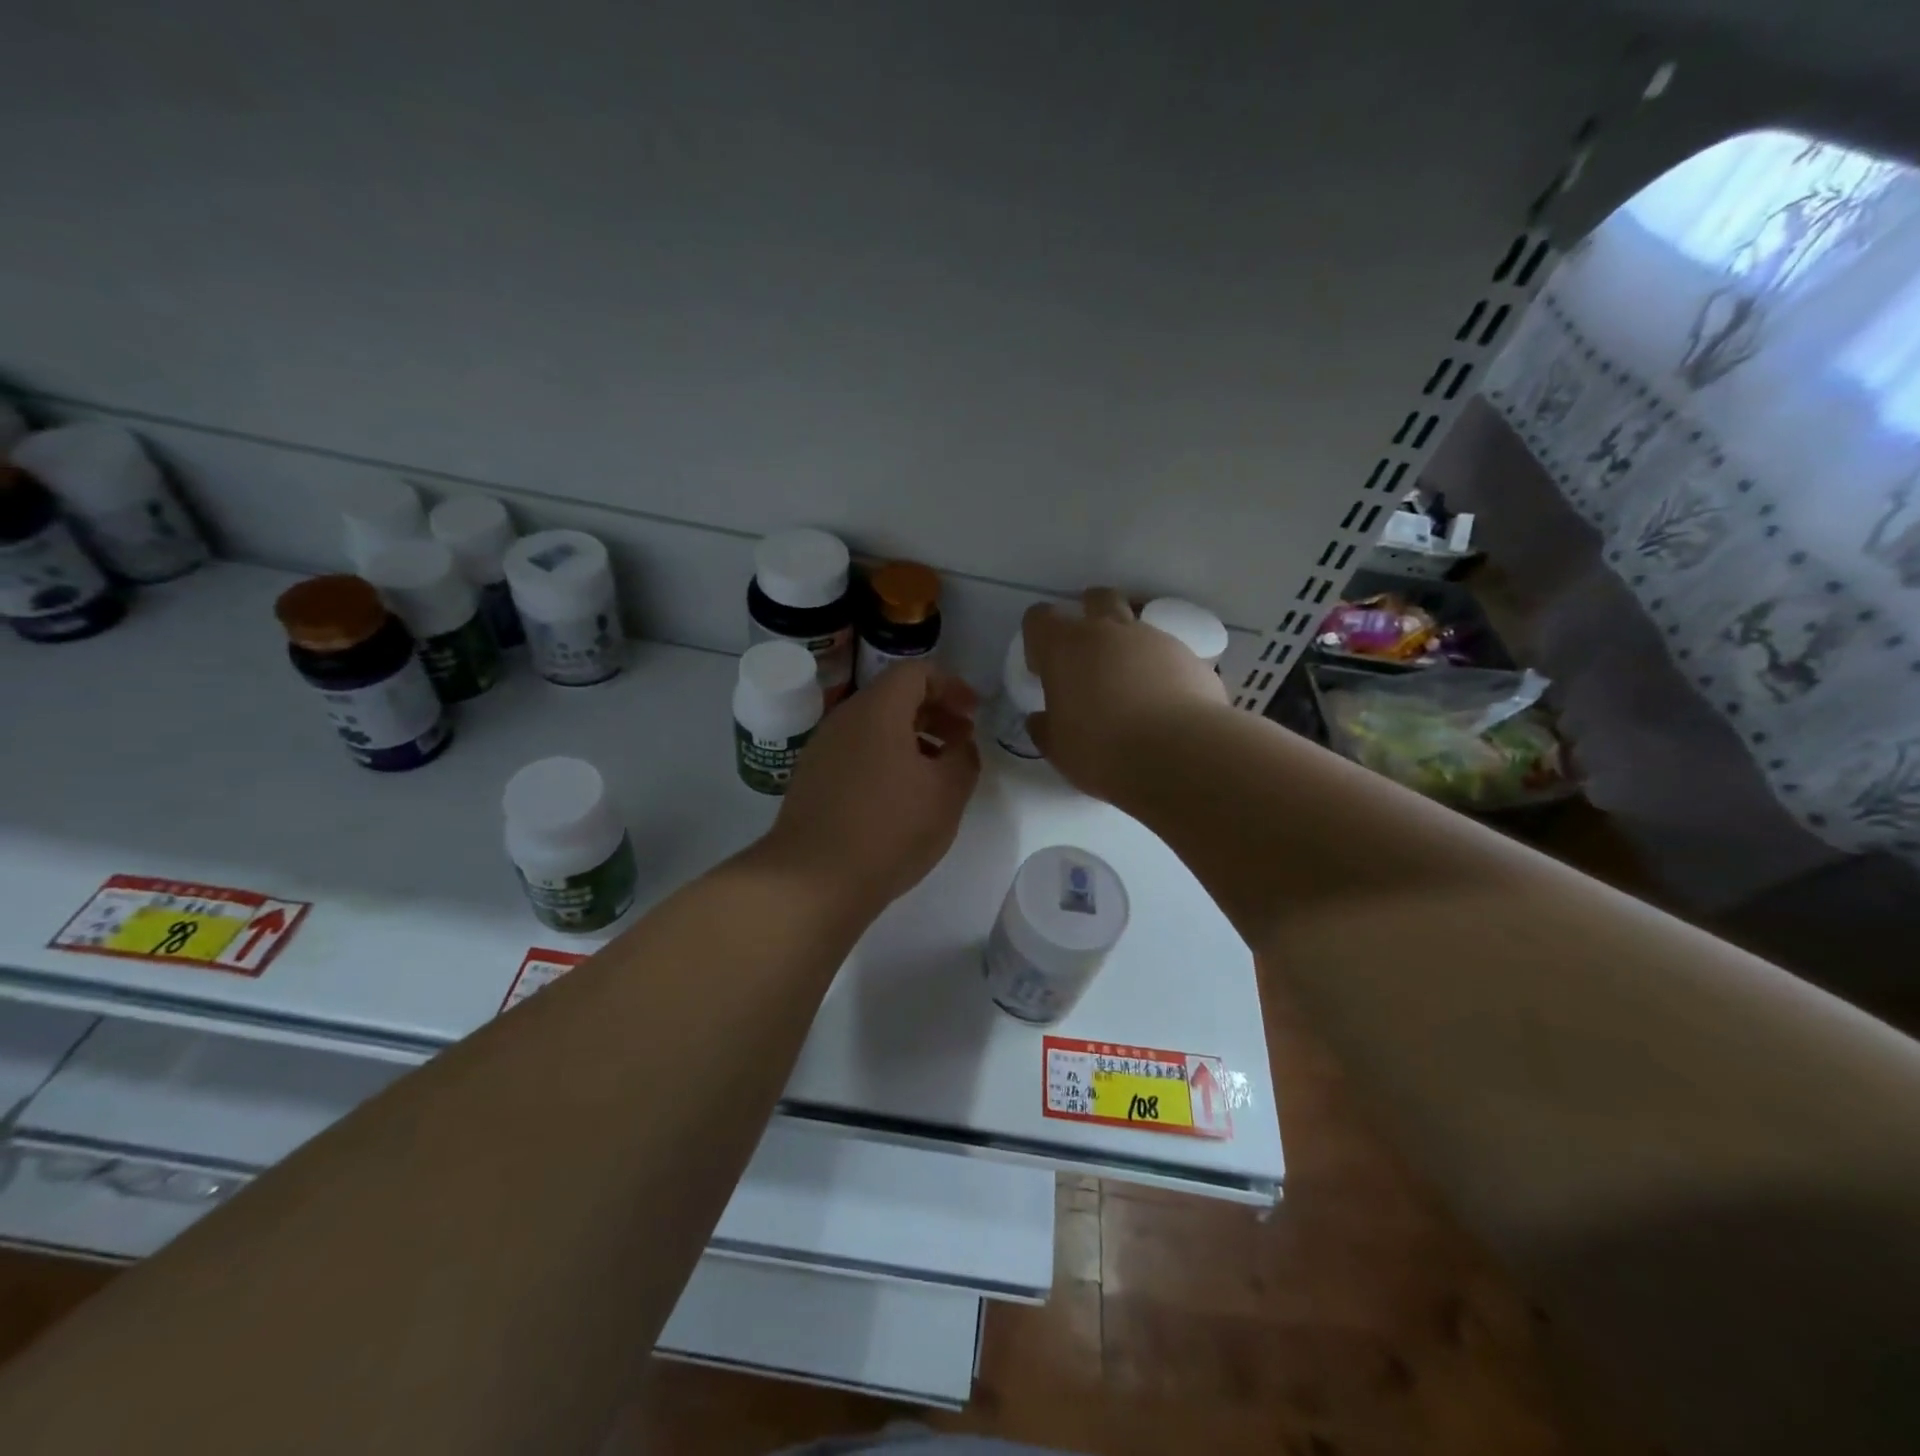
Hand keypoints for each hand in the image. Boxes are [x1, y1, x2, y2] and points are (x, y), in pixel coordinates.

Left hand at [763, 660, 981, 913]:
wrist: (813, 879)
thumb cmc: (889, 828)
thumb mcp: (947, 793)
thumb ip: (964, 758)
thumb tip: (960, 745)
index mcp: (877, 710)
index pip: (916, 672)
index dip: (952, 686)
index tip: (974, 713)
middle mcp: (844, 719)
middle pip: (894, 697)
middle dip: (934, 712)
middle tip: (962, 740)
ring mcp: (823, 749)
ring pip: (875, 727)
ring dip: (912, 738)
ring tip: (937, 771)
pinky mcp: (812, 779)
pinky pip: (857, 752)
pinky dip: (887, 758)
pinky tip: (903, 795)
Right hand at [1023, 588, 1227, 801]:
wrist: (1179, 755)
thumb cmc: (1102, 751)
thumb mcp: (1058, 749)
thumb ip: (1045, 727)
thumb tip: (1041, 719)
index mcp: (1065, 647)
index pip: (1040, 618)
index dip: (1038, 638)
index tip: (1043, 669)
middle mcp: (1109, 631)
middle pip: (1096, 599)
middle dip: (1089, 614)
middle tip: (1088, 653)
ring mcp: (1154, 639)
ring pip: (1136, 625)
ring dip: (1127, 645)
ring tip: (1129, 686)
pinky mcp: (1190, 657)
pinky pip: (1167, 653)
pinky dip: (1160, 669)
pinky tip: (1162, 703)